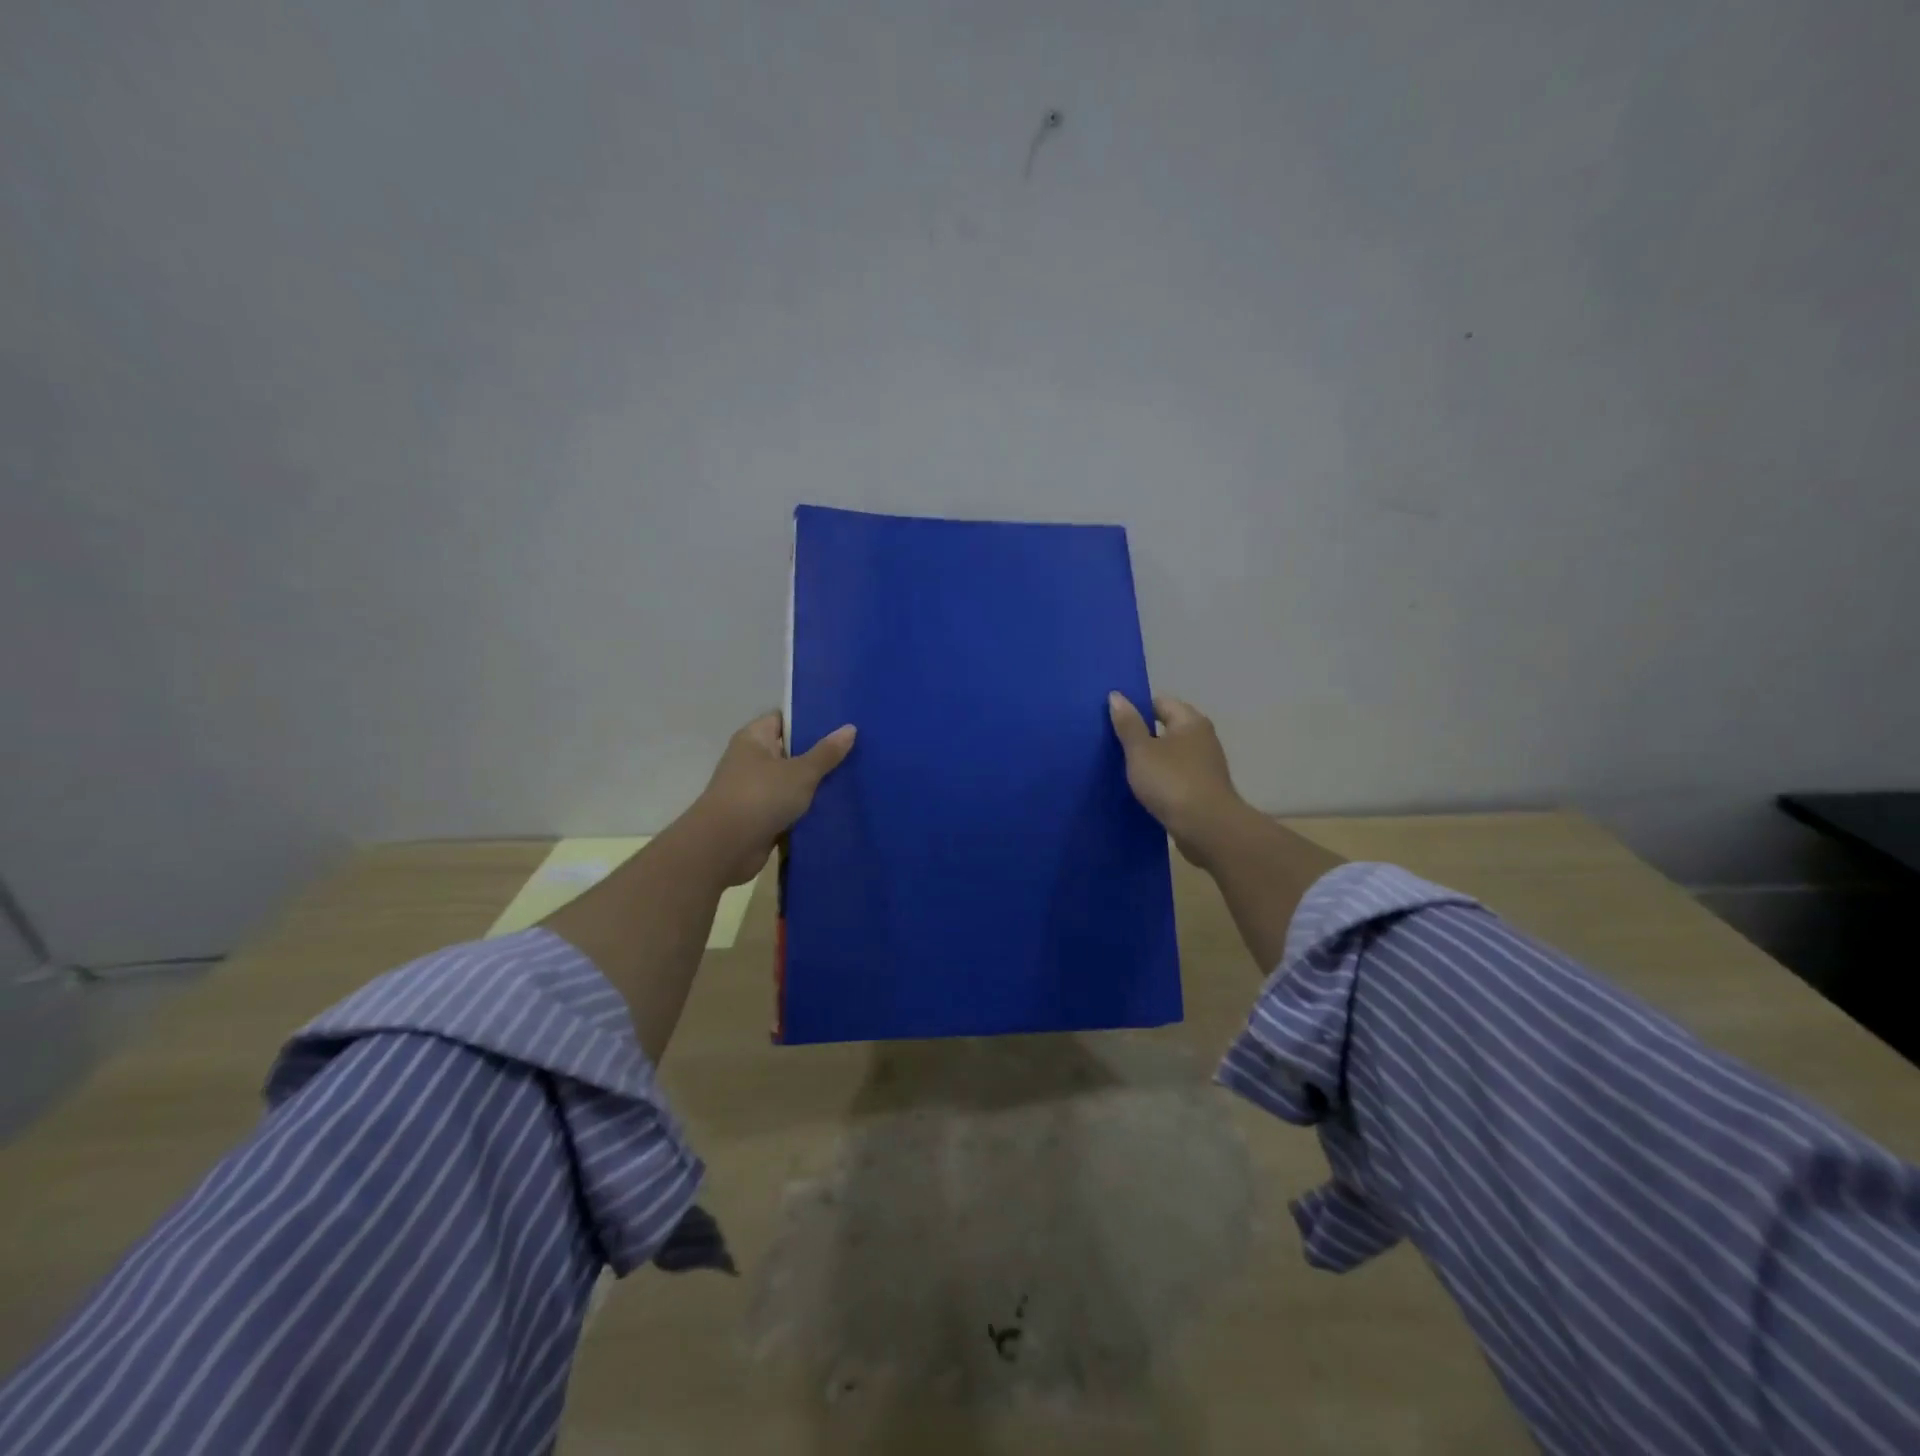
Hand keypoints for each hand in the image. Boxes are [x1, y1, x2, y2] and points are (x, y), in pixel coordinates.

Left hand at [681, 713, 856, 884]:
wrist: (725, 848)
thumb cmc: (760, 797)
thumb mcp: (800, 772)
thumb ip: (826, 752)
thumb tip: (850, 728)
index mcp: (754, 738)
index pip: (784, 719)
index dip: (810, 719)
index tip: (841, 722)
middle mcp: (751, 760)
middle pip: (790, 751)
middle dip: (819, 753)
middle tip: (856, 750)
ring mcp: (754, 790)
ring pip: (791, 782)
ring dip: (815, 784)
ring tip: (853, 778)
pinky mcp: (759, 818)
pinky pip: (789, 807)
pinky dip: (806, 809)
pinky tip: (836, 808)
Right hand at [1107, 692, 1252, 867]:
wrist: (1207, 828)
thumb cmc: (1172, 782)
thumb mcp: (1141, 751)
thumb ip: (1128, 724)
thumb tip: (1116, 695)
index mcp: (1190, 721)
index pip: (1160, 702)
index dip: (1135, 708)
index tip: (1111, 719)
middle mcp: (1202, 738)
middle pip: (1166, 728)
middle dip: (1141, 734)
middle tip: (1110, 743)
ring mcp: (1205, 766)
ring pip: (1170, 754)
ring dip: (1149, 759)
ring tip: (1120, 767)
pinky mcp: (1202, 790)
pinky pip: (1175, 776)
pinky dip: (1159, 779)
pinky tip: (1141, 789)